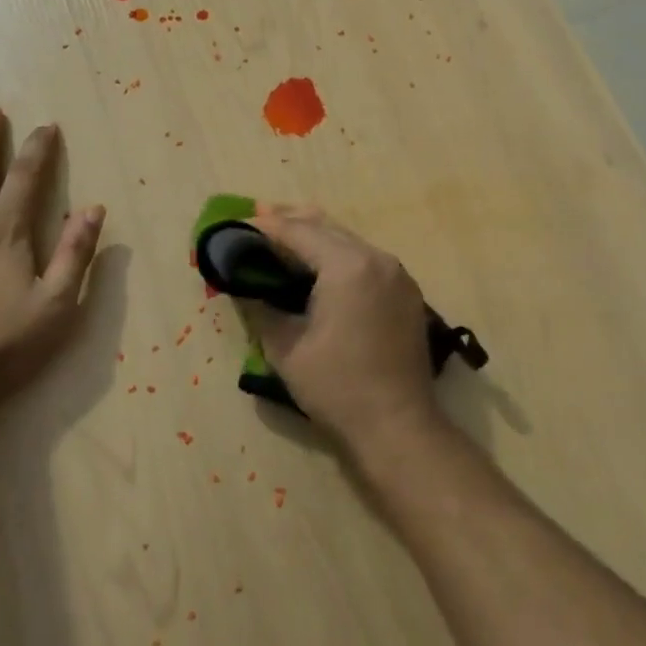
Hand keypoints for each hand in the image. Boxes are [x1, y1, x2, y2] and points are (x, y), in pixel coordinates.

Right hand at [247, 205, 439, 451]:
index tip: (239, 223)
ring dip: (317, 238)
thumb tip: (243, 286)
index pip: (300, 232)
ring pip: (349, 241)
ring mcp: (397, 273)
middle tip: (258, 220)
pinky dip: (339, 256)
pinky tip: (320, 268)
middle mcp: (377, 258)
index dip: (267, 226)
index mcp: (348, 266)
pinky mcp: (406, 291)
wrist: (398, 425)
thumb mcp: (286, 349)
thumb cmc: (337, 388)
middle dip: (292, 222)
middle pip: (327, 228)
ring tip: (284, 239)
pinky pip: (366, 260)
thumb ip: (261, 309)